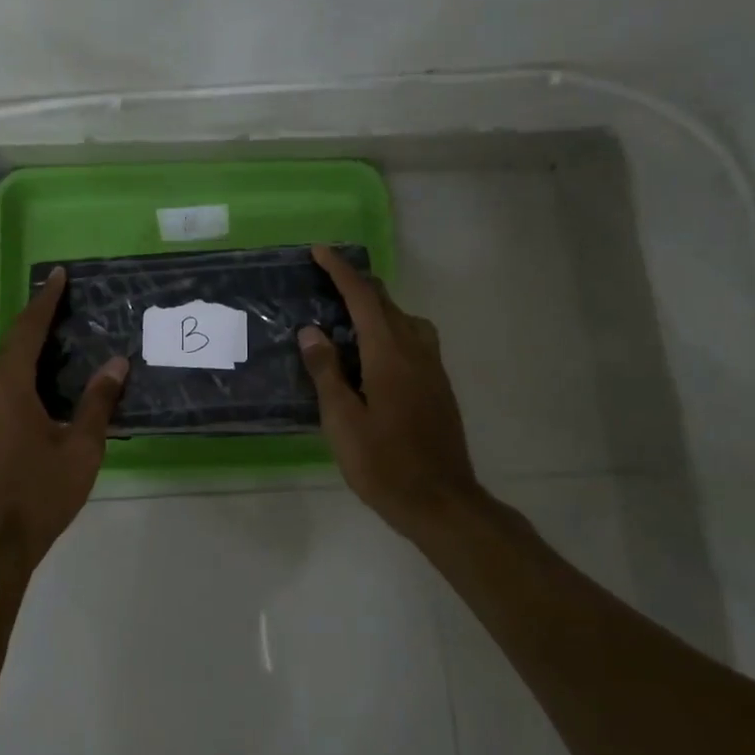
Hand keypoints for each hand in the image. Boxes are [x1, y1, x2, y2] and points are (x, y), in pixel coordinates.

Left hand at [0, 269, 127, 584]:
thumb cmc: (38, 495)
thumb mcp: (79, 448)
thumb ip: (97, 402)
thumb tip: (116, 364)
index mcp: (7, 387)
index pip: (28, 330)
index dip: (45, 300)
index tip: (58, 274)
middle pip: (13, 346)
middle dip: (39, 323)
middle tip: (67, 305)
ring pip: (4, 370)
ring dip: (29, 352)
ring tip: (60, 341)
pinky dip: (21, 376)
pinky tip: (42, 386)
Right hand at [298, 245, 484, 536]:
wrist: (442, 503)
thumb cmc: (384, 464)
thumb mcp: (342, 420)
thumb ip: (326, 371)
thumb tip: (312, 330)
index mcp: (389, 354)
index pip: (363, 298)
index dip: (341, 271)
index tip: (320, 251)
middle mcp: (415, 351)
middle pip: (387, 303)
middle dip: (358, 284)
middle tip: (327, 280)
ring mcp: (432, 368)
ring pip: (406, 320)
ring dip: (378, 307)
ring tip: (350, 316)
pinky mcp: (439, 386)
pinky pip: (414, 339)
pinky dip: (391, 328)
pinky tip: (374, 354)